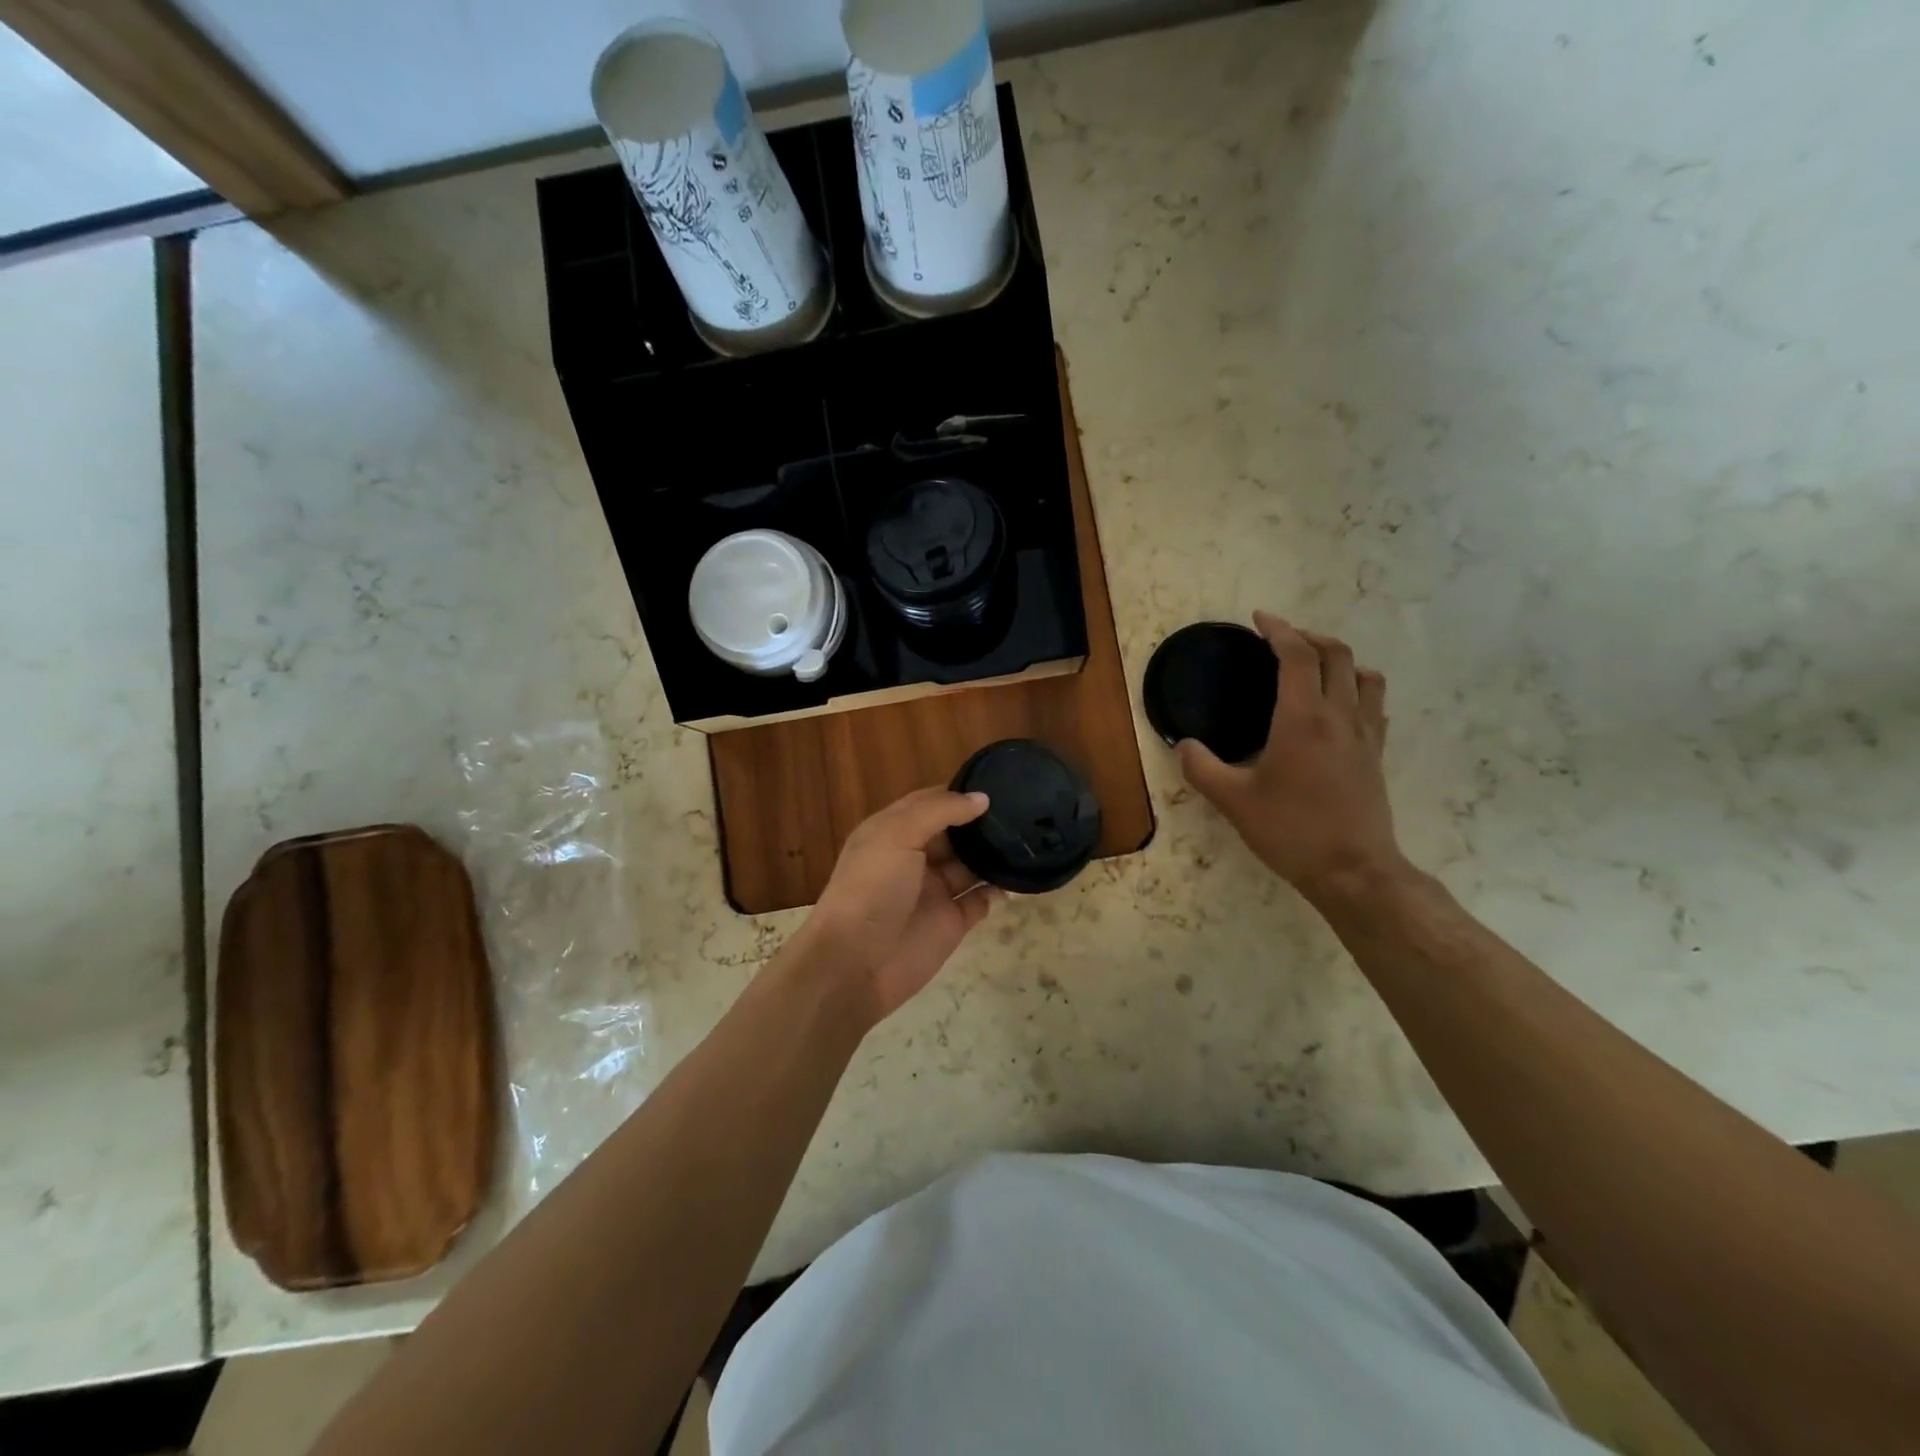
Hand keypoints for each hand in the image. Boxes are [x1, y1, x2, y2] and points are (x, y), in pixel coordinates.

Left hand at [803, 788, 1001, 1022]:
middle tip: (1024, 810)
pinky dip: (1000, 889)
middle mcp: (915, 857)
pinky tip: (1021, 877)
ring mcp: (935, 890)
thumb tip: (982, 799)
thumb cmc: (872, 888)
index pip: (930, 802)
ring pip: (972, 864)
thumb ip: (940, 811)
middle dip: (983, 823)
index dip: (959, 793)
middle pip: (956, 833)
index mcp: (893, 831)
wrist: (855, 962)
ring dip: (995, 854)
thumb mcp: (897, 834)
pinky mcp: (953, 921)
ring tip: (1029, 838)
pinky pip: (982, 899)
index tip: (997, 784)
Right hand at [1178, 612, 1407, 909]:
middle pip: (1336, 654)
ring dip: (1339, 659)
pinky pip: (1374, 705)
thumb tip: (1183, 745)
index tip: (1260, 619)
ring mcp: (1365, 735)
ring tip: (1314, 667)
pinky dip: (1356, 689)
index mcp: (1303, 719)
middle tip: (1281, 639)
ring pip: (1364, 676)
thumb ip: (1201, 768)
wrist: (1353, 871)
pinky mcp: (1376, 755)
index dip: (1279, 630)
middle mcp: (1339, 716)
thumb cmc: (1290, 831)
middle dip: (1308, 636)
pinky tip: (1339, 707)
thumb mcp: (1233, 801)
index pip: (1297, 656)